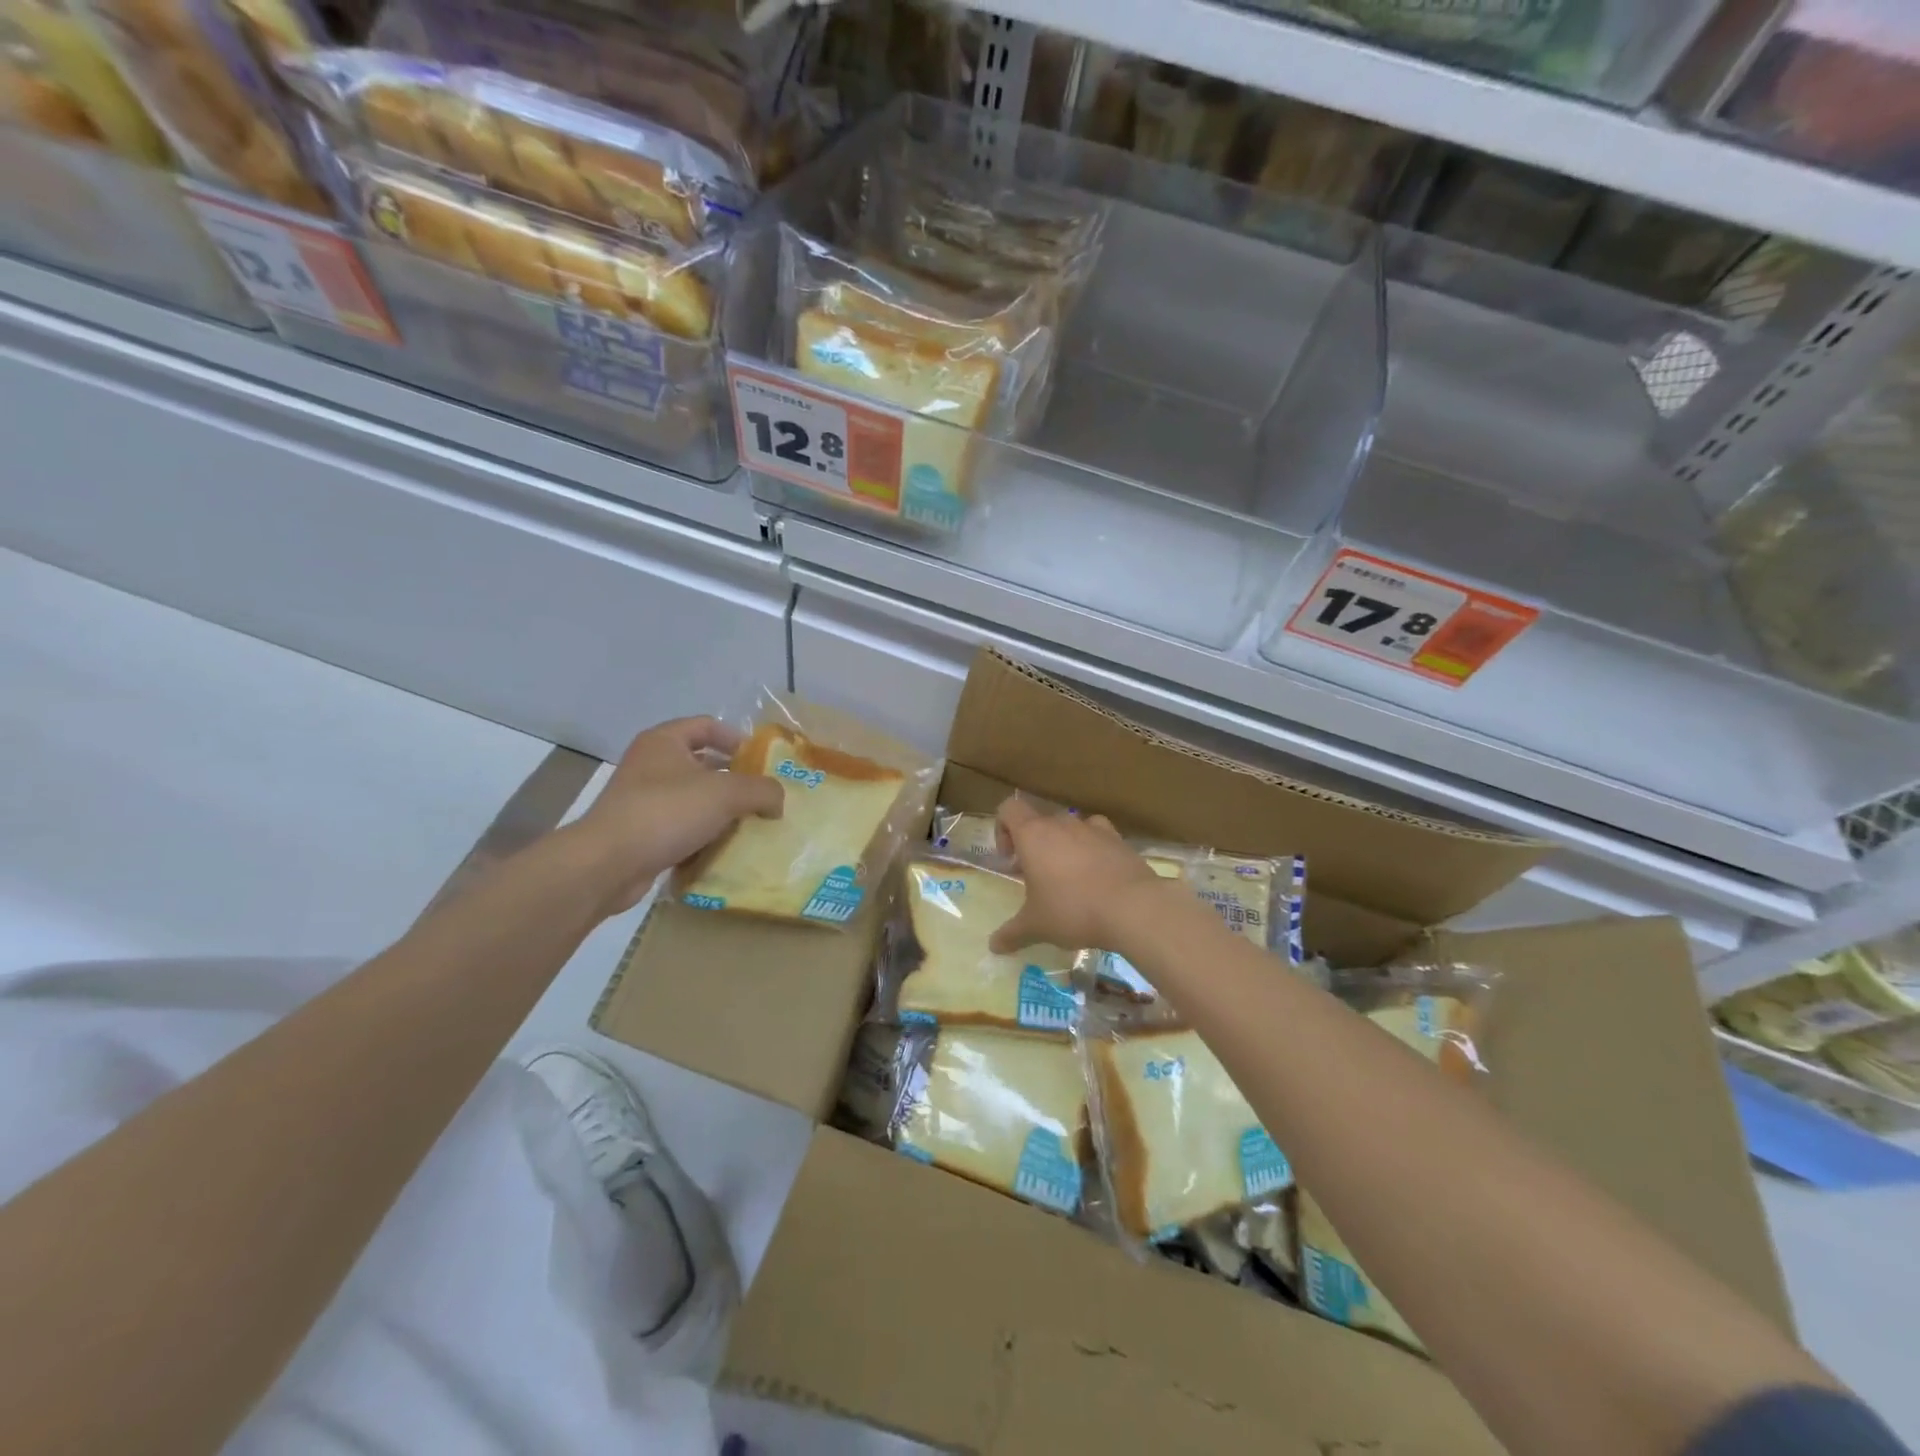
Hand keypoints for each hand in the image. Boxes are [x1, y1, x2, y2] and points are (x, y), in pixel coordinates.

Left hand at [572, 717, 782, 912]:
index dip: (738, 739)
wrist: (608, 864)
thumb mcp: (727, 793)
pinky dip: (703, 835)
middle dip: (735, 780)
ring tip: (750, 825)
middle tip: (763, 797)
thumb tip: (778, 800)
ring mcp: (643, 799)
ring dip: (721, 811)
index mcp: (665, 741)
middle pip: (703, 763)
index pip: (708, 726)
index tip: (762, 763)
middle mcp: (650, 764)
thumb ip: (762, 790)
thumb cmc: (667, 812)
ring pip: (693, 798)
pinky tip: (724, 849)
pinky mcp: (641, 832)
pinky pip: (681, 827)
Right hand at [988, 797, 1167, 953]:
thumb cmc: (1072, 910)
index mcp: (1034, 835)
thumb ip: (1012, 933)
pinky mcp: (1119, 840)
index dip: (1003, 829)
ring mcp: (1094, 828)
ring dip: (1063, 847)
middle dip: (1034, 846)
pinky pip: (1098, 837)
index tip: (1010, 860)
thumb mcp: (1036, 926)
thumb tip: (993, 946)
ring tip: (1068, 879)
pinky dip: (1093, 850)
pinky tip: (1097, 876)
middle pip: (1039, 821)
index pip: (1009, 808)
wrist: (1133, 908)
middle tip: (1036, 878)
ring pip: (1070, 828)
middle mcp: (1062, 823)